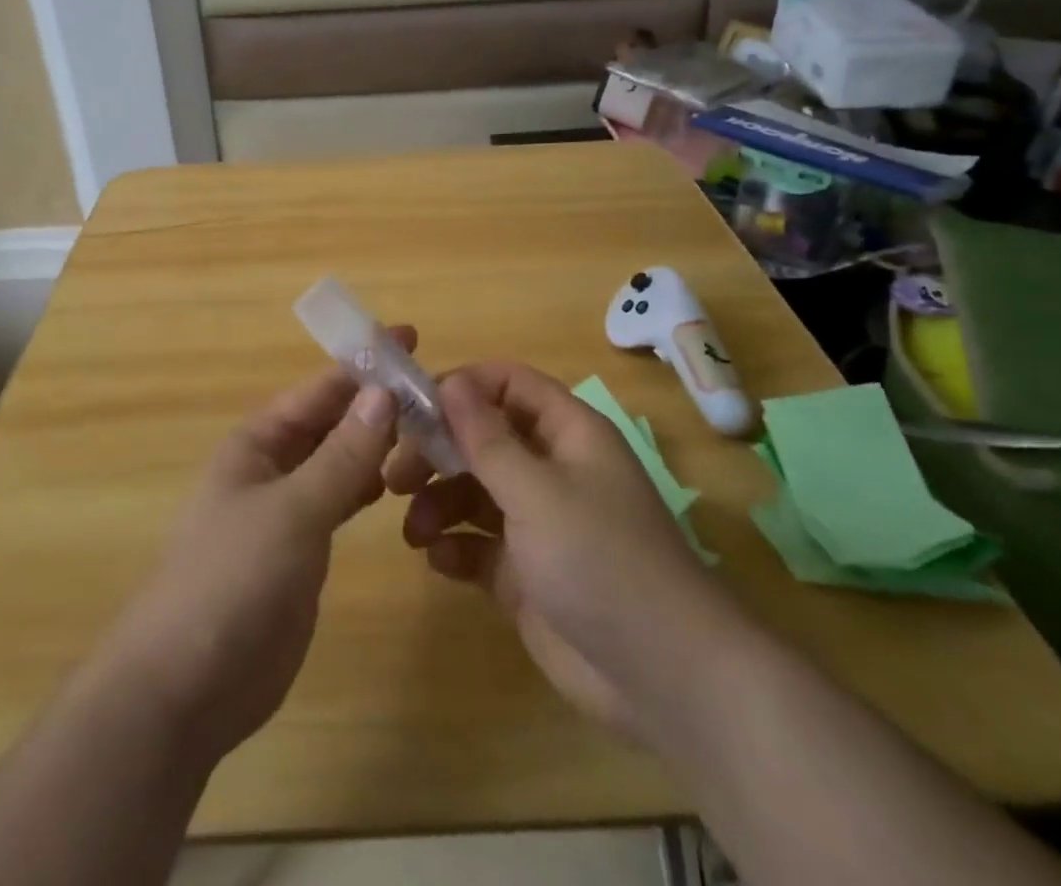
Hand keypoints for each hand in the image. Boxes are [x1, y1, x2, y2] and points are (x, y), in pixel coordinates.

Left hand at [92, 332, 410, 763]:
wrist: (186, 688)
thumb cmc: (231, 580)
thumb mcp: (292, 510)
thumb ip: (342, 454)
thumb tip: (383, 392)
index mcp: (258, 442)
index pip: (320, 389)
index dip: (364, 362)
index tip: (410, 337)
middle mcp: (272, 466)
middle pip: (332, 420)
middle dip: (376, 401)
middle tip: (436, 388)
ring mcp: (286, 509)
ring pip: (340, 460)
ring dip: (377, 442)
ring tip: (430, 428)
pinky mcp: (300, 550)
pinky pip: (341, 500)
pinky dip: (368, 485)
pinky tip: (399, 482)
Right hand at [386, 362, 745, 739]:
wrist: (663, 678)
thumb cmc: (601, 560)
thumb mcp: (538, 492)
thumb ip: (487, 439)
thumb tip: (450, 382)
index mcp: (567, 433)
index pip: (508, 384)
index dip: (463, 387)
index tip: (414, 408)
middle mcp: (552, 469)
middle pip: (484, 438)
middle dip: (439, 452)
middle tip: (397, 474)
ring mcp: (539, 522)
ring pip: (475, 491)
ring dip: (439, 502)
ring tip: (413, 529)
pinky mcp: (526, 573)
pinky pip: (479, 544)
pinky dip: (455, 546)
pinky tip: (439, 559)